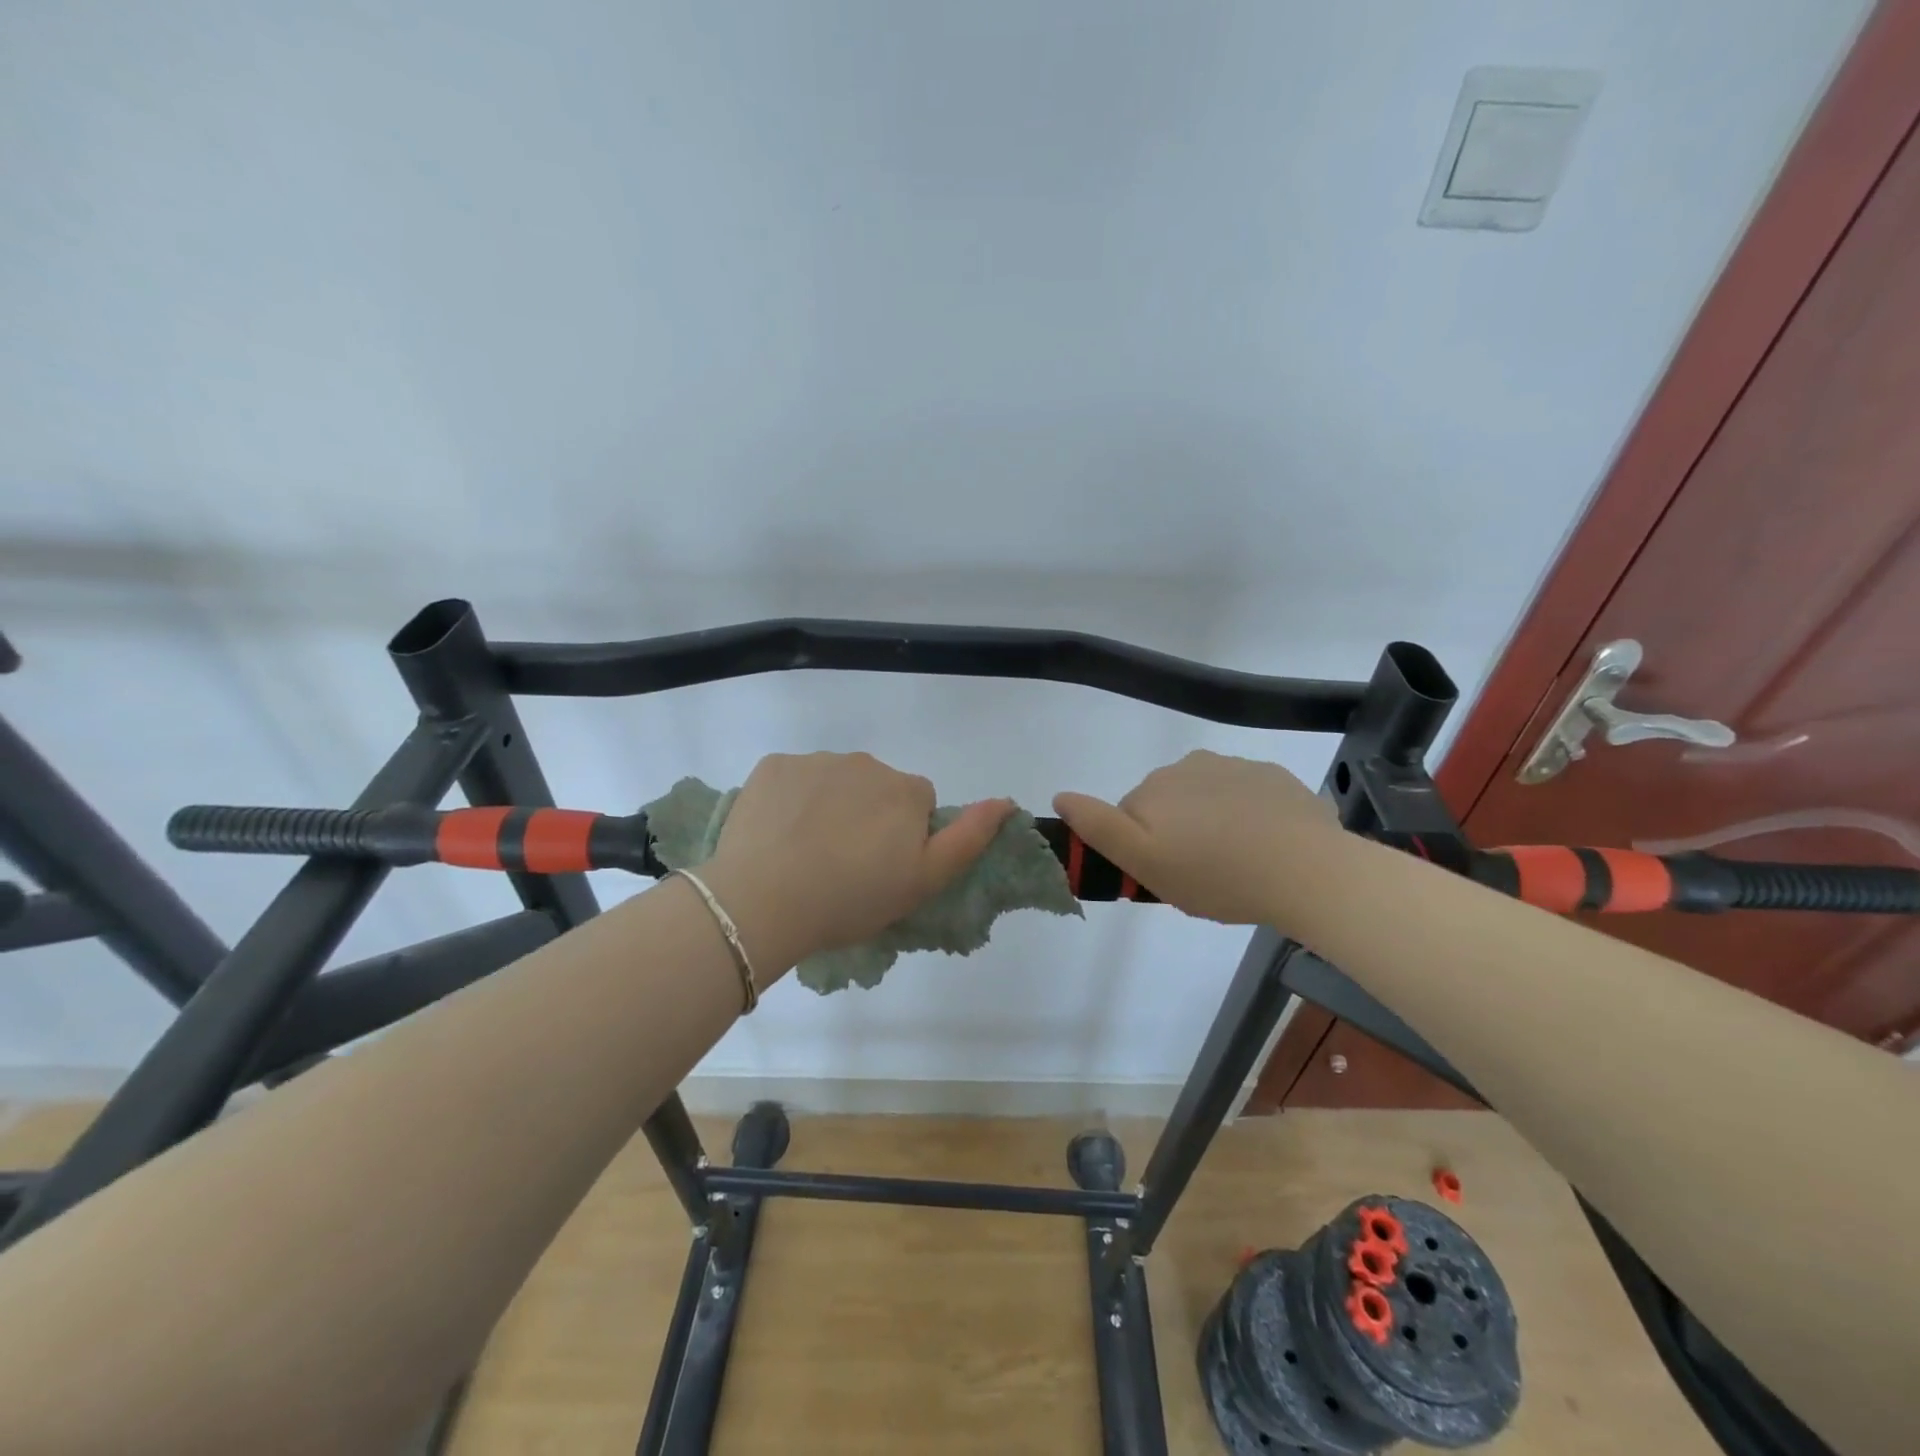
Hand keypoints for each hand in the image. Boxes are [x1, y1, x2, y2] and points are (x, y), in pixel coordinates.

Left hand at [701, 752, 1013, 970]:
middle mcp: (865, 763)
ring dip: (829, 805)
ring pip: (834, 780)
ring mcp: (815, 760)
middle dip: (868, 815)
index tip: (882, 868)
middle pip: (876, 786)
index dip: (904, 836)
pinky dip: (790, 800)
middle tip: (844, 865)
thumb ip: (968, 838)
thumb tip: (1005, 801)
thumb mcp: (923, 882)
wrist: (763, 901)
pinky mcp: (773, 765)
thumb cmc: (851, 899)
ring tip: (806, 853)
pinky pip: (792, 778)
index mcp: (904, 790)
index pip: (916, 802)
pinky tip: (777, 835)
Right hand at [1053, 751, 1342, 924]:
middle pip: (1168, 803)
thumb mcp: (1145, 864)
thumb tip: (1060, 795)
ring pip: (1207, 799)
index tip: (1168, 875)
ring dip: (1212, 823)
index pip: (1131, 816)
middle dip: (1177, 833)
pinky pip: (1246, 796)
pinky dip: (1248, 817)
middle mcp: (1189, 765)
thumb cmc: (1217, 875)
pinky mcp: (1274, 777)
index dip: (1144, 848)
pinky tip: (1266, 846)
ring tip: (1238, 864)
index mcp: (1155, 787)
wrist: (1308, 871)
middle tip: (1202, 876)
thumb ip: (1099, 828)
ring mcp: (1235, 767)